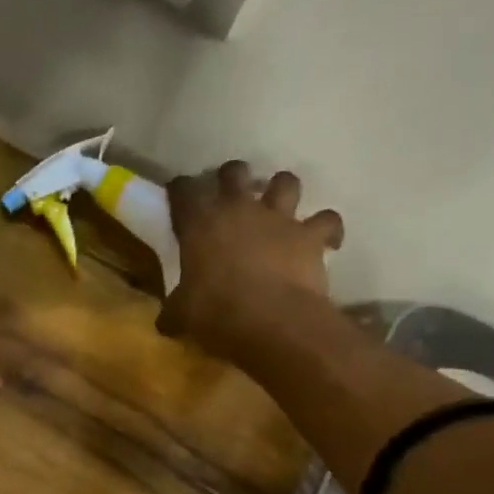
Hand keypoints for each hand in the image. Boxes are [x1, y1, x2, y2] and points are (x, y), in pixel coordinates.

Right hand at [156, 163, 344, 361]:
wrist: (272, 321)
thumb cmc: (215, 313)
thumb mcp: (181, 314)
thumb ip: (174, 309)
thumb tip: (166, 322)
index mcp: (199, 223)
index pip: (183, 189)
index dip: (180, 190)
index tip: (179, 197)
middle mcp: (238, 209)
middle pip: (234, 171)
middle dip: (231, 178)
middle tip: (229, 196)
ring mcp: (279, 218)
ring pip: (285, 181)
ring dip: (282, 191)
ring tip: (278, 208)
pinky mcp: (311, 235)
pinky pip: (327, 220)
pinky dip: (326, 228)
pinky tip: (322, 240)